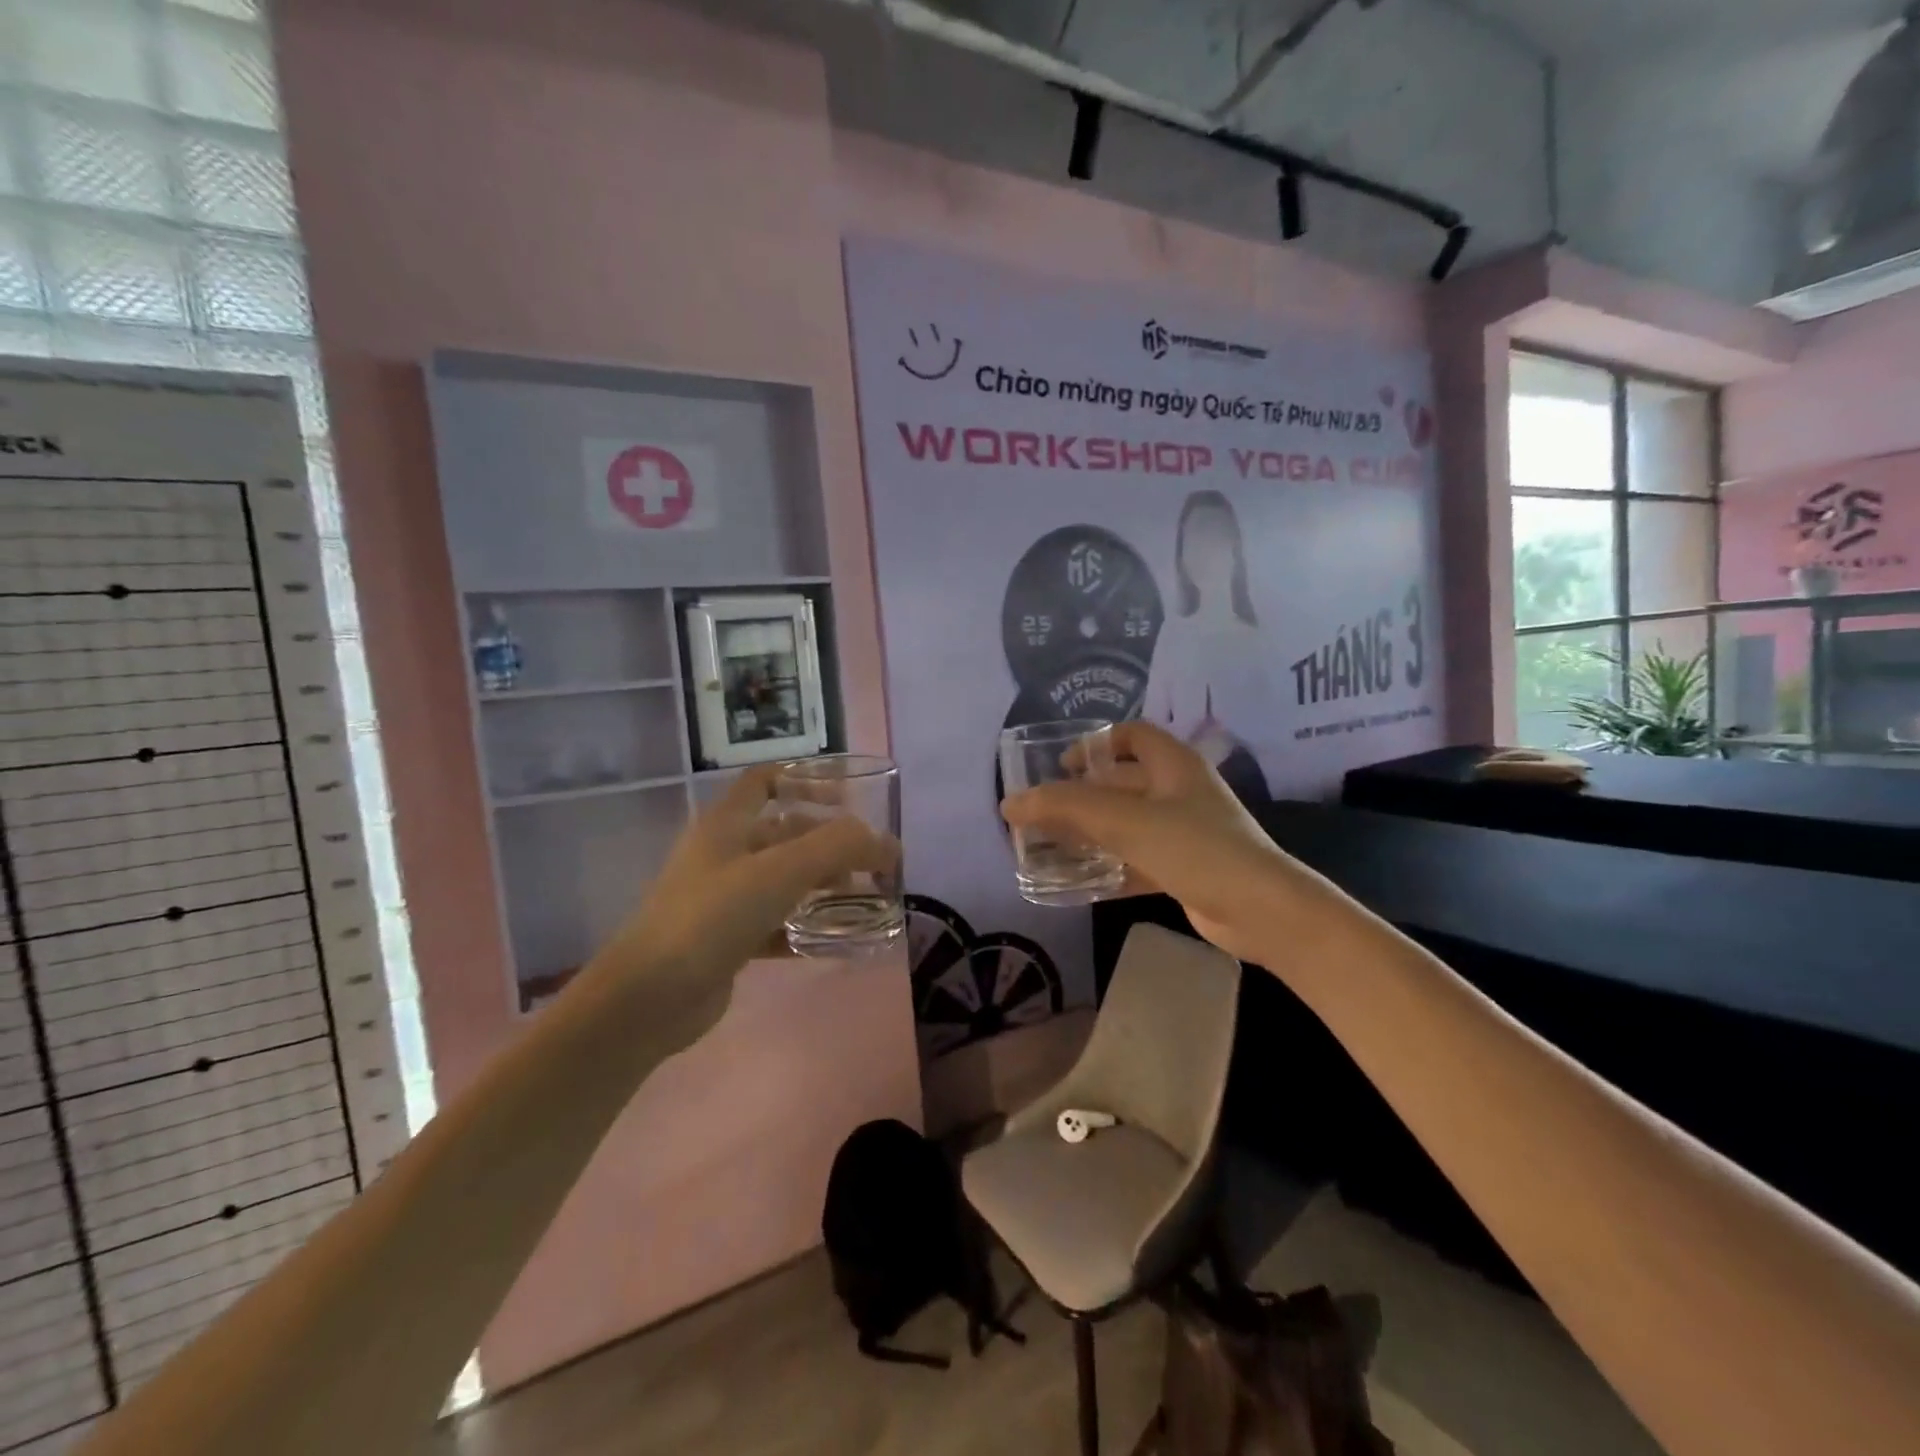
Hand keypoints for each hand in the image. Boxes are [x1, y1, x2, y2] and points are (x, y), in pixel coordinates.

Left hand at [583, 766, 898, 1038]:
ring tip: (864, 900)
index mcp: (727, 824)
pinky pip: (777, 924)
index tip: (848, 800)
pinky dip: (807, 927)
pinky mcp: (728, 941)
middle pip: (785, 833)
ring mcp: (723, 899)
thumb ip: (838, 848)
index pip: (766, 780)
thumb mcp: (780, 871)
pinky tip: (838, 941)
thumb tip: (886, 844)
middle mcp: (724, 854)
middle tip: (872, 864)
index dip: (806, 780)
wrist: (648, 998)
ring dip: (823, 886)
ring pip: (784, 880)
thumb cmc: (712, 917)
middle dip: (829, 844)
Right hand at [1000, 721, 1299, 963]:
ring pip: (1127, 824)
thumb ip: (1065, 807)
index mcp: (1173, 765)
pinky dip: (1108, 867)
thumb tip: (1009, 803)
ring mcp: (1185, 833)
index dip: (1096, 742)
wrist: (1261, 911)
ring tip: (1049, 846)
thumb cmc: (1195, 847)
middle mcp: (1180, 792)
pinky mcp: (1184, 869)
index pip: (1132, 735)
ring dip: (1091, 833)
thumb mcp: (1125, 820)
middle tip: (1043, 812)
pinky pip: (1136, 860)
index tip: (1061, 764)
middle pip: (1123, 783)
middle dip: (1083, 795)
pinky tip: (1077, 882)